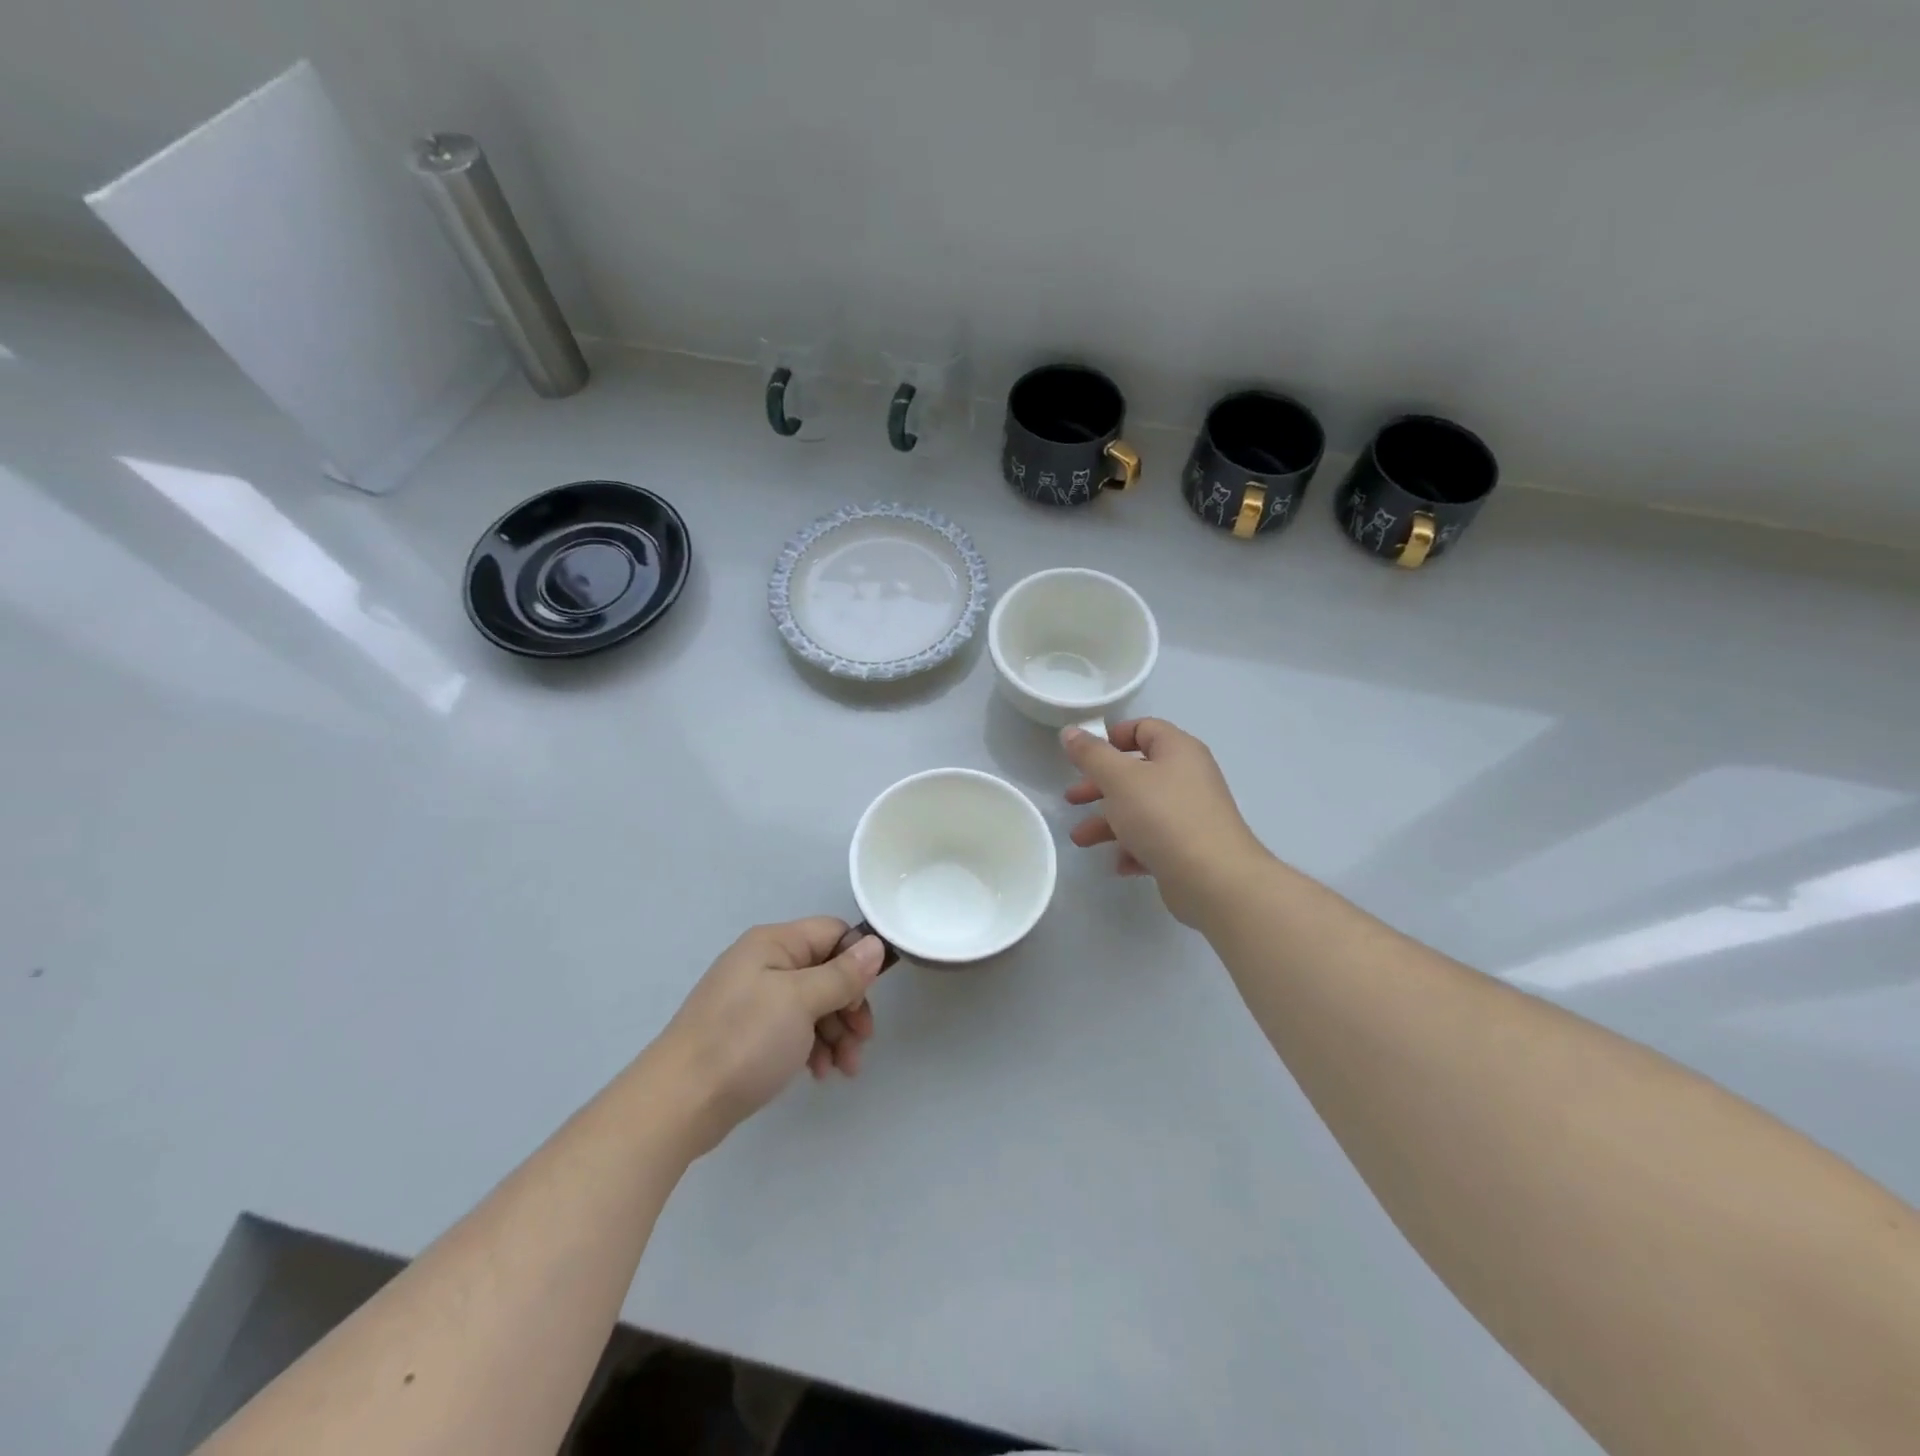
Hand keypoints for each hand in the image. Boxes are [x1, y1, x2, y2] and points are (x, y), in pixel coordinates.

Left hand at [651, 919, 885, 1153]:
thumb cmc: (743, 1041)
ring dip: (837, 1033)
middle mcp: (764, 964)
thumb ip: (842, 974)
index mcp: (774, 943)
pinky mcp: (750, 1034)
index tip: (867, 997)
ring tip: (847, 1068)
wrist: (679, 1104)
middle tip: (863, 1039)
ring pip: (814, 1004)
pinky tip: (820, 1074)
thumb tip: (876, 944)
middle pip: (826, 971)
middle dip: (850, 1005)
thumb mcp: (801, 1002)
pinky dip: (813, 1047)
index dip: (857, 960)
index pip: (832, 933)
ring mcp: (755, 1000)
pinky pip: (794, 1029)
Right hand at [1063, 718, 1267, 926]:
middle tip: (1072, 799)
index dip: (1112, 737)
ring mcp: (1190, 814)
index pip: (1144, 728)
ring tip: (1081, 840)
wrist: (1213, 879)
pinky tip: (1118, 863)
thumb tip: (1070, 732)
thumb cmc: (1163, 816)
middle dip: (1099, 786)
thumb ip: (1091, 754)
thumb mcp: (1119, 779)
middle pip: (1136, 772)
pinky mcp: (1189, 848)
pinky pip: (1154, 840)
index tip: (1084, 756)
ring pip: (1140, 809)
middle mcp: (1187, 777)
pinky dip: (1132, 848)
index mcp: (1177, 750)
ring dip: (1108, 822)